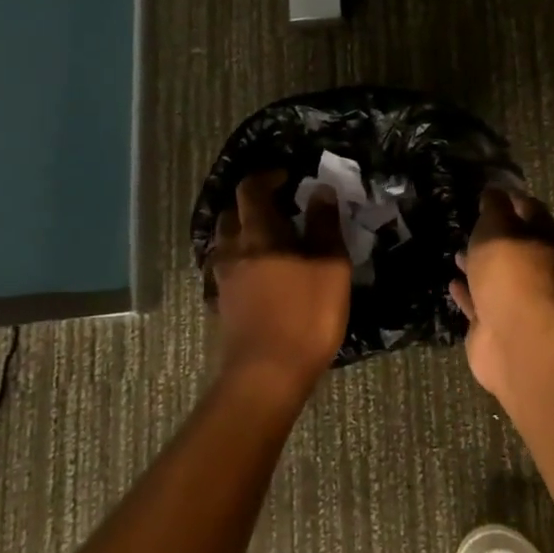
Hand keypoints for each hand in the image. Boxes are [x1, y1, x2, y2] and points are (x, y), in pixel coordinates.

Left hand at [208, 169, 350, 393]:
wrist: (267, 375)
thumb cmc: (306, 315)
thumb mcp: (331, 267)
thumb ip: (324, 226)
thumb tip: (320, 191)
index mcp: (259, 235)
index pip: (251, 190)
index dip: (268, 177)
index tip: (289, 177)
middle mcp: (233, 251)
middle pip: (232, 214)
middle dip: (253, 205)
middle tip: (281, 209)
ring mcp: (223, 280)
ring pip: (225, 243)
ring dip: (244, 233)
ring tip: (272, 241)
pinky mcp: (223, 305)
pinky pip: (226, 269)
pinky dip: (241, 261)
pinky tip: (261, 274)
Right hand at [450, 187, 553, 398]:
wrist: (511, 334)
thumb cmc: (507, 270)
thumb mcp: (497, 225)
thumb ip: (494, 206)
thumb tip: (494, 191)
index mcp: (541, 238)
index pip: (530, 209)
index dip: (511, 199)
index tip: (488, 192)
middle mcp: (533, 266)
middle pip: (513, 244)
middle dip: (493, 235)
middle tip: (469, 223)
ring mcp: (514, 296)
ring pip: (495, 274)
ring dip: (478, 263)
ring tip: (456, 251)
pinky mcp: (495, 321)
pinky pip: (479, 300)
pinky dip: (467, 291)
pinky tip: (451, 282)